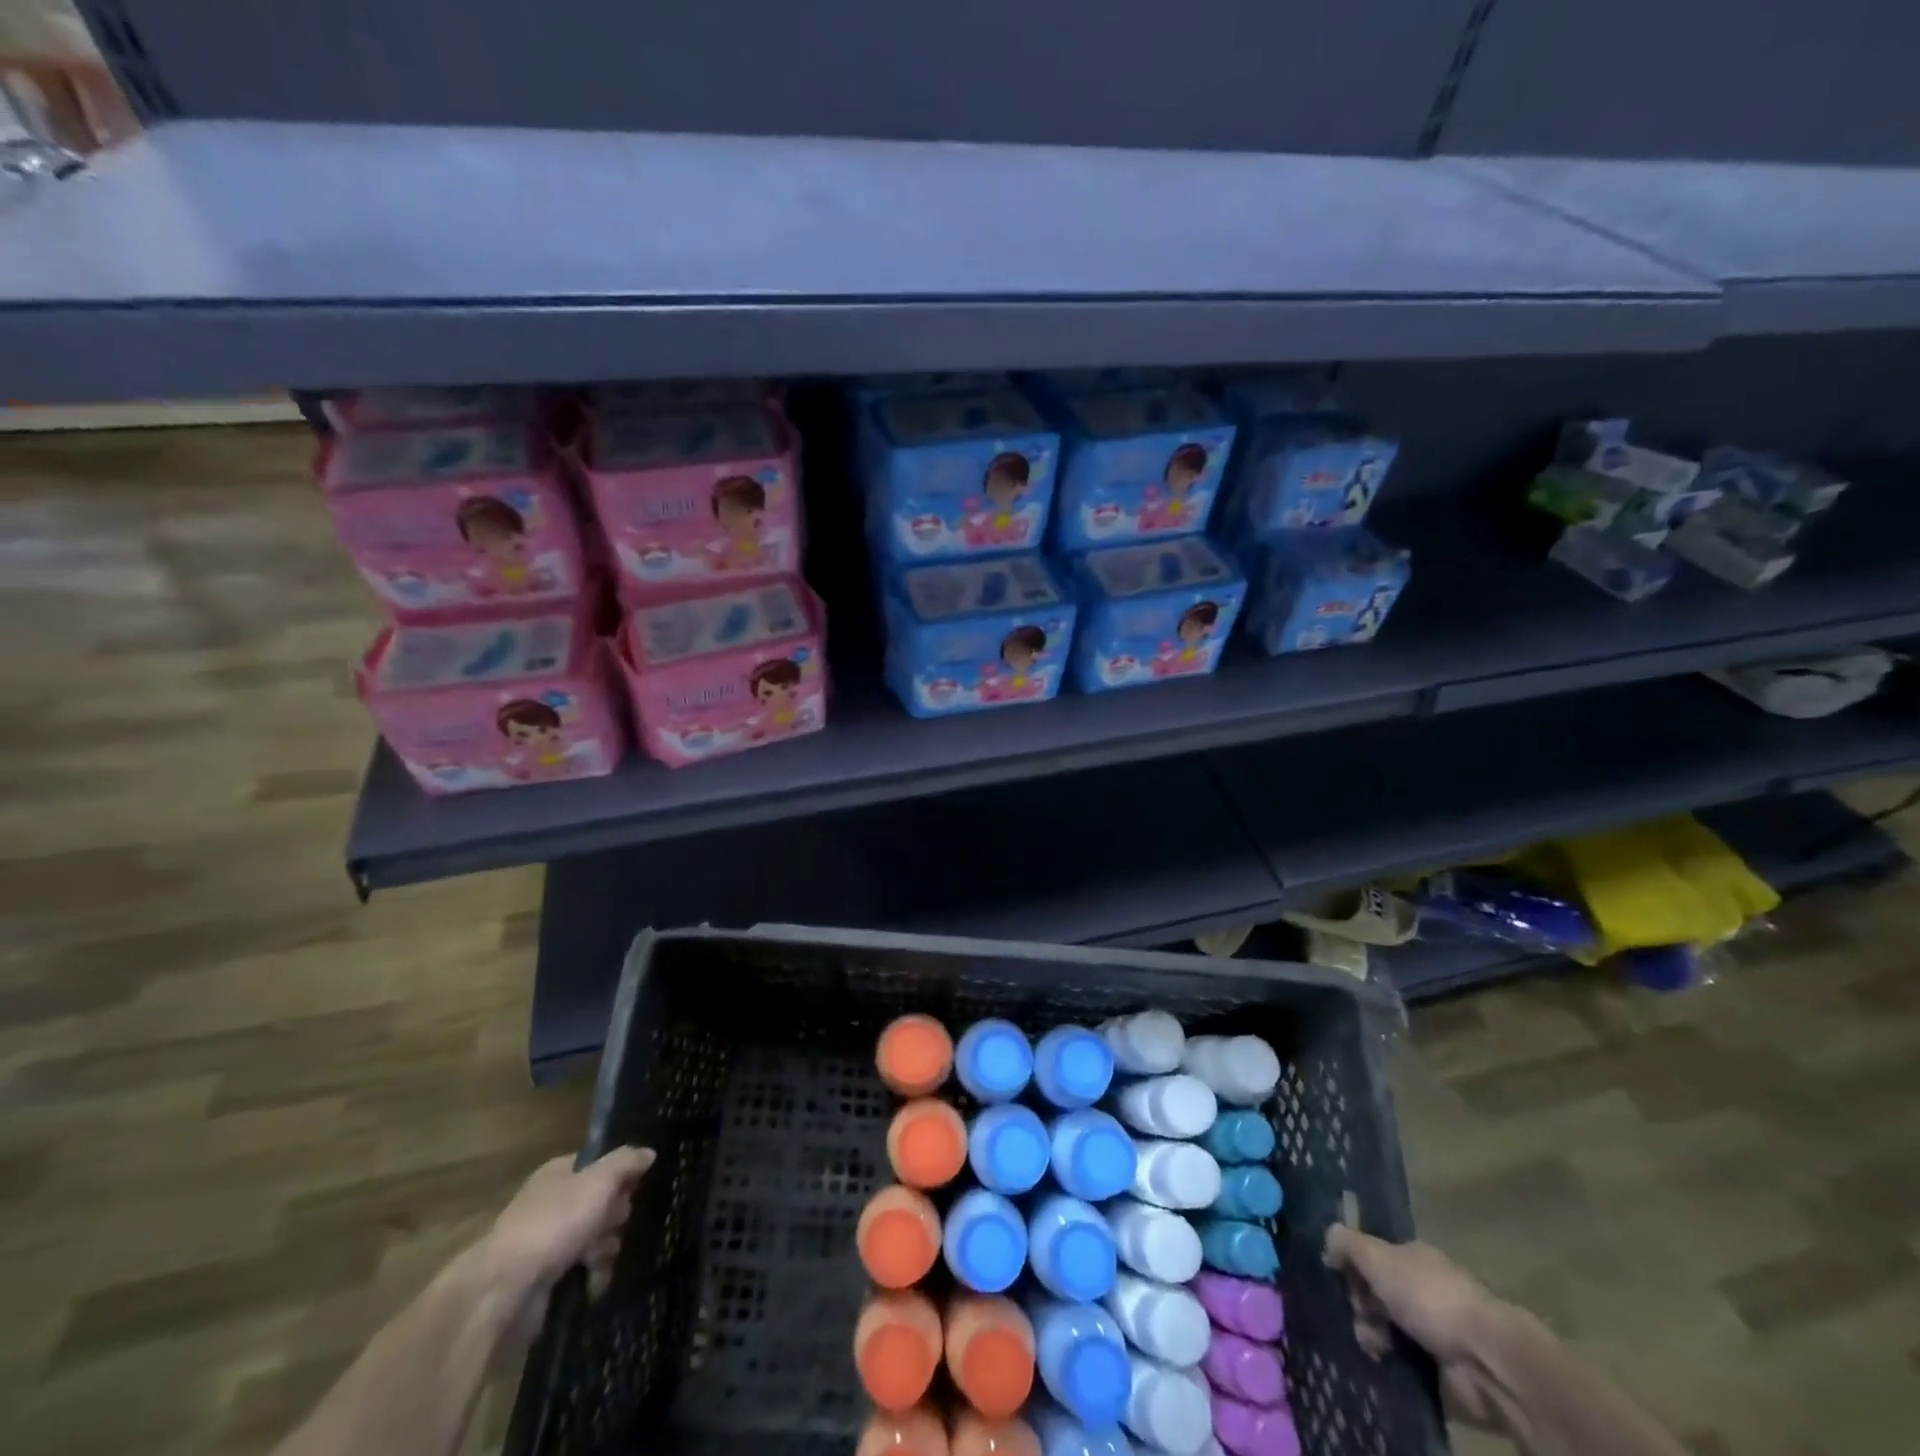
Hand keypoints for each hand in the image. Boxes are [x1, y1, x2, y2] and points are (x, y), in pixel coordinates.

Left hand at [484, 1147, 655, 1301]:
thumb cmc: (553, 1223)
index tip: (636, 1188)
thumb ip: (626, 1162)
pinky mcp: (545, 1278)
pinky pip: (582, 1270)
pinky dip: (592, 1275)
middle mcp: (552, 1202)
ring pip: (595, 1238)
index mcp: (558, 1173)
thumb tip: (648, 1153)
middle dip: (615, 1216)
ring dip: (606, 1249)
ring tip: (599, 1261)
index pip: (600, 1164)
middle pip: (601, 1202)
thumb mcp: (598, 1181)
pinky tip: (594, 1282)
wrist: (502, 1291)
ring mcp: (547, 1242)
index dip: (621, 1174)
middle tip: (615, 1225)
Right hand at [1323, 1225, 1507, 1430]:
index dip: (1354, 1267)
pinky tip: (1385, 1364)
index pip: (1373, 1256)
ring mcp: (1435, 1331)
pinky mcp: (1441, 1370)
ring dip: (1373, 1336)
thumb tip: (1327, 1238)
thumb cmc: (1428, 1297)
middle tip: (1360, 1316)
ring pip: (1387, 1329)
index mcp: (1413, 1258)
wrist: (1485, 1360)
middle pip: (1377, 1293)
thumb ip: (1347, 1243)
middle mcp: (1424, 1289)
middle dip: (1361, 1305)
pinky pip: (1404, 1363)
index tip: (1340, 1280)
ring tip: (1374, 1346)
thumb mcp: (1377, 1256)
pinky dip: (1391, 1364)